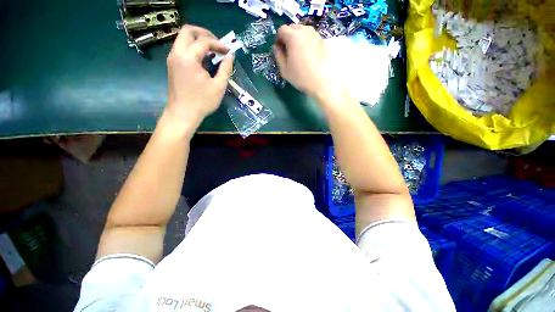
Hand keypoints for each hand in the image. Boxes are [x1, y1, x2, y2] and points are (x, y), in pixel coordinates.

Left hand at [166, 25, 233, 125]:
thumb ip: (225, 69)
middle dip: (204, 34)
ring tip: (211, 53)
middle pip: (188, 31)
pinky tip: (203, 61)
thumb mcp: (219, 87)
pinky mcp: (172, 65)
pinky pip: (181, 48)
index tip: (228, 51)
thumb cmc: (202, 102)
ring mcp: (172, 58)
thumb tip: (231, 56)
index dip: (219, 44)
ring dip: (198, 41)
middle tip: (217, 44)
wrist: (182, 113)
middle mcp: (177, 53)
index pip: (204, 41)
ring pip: (183, 38)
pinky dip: (193, 48)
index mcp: (189, 58)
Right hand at [273, 25, 333, 95]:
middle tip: (288, 50)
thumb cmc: (300, 77)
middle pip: (292, 27)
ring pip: (302, 30)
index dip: (278, 38)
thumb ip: (278, 56)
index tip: (280, 49)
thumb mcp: (285, 70)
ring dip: (297, 37)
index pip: (281, 30)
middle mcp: (304, 31)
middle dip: (287, 36)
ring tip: (298, 51)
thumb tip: (276, 47)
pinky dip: (306, 40)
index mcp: (293, 37)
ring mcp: (314, 34)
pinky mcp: (321, 40)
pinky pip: (310, 35)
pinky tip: (307, 53)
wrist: (321, 82)